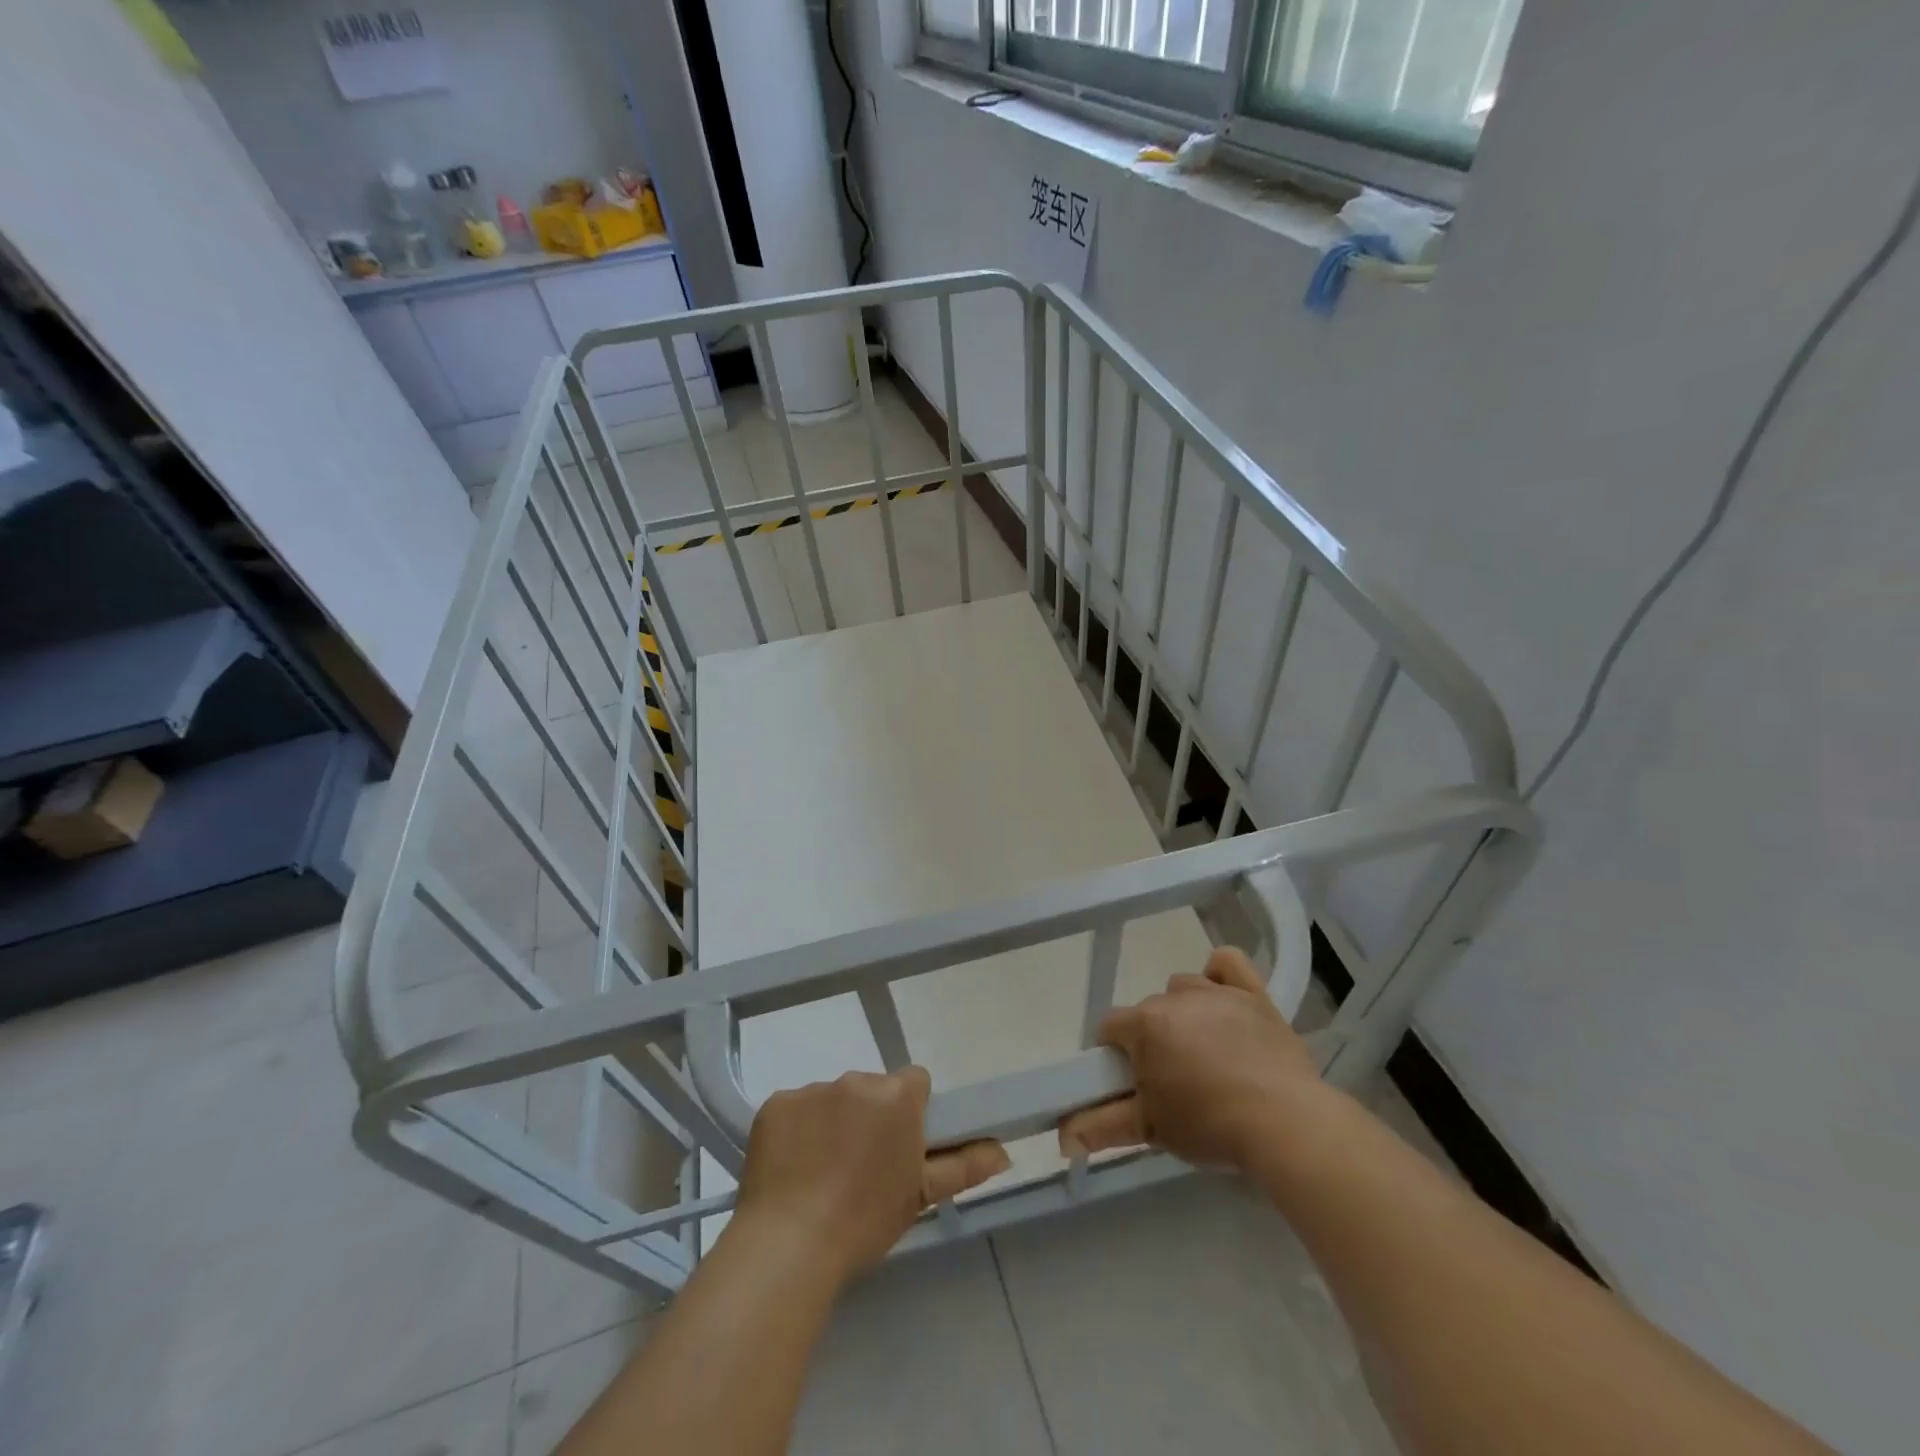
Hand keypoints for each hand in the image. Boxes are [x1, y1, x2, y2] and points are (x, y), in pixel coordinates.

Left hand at [734, 1067, 1009, 1283]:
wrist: (789, 1246)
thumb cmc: (864, 1222)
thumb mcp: (919, 1196)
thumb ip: (963, 1166)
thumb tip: (1003, 1151)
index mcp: (896, 1097)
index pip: (914, 1083)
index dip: (910, 1113)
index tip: (900, 1146)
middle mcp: (856, 1081)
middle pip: (872, 1089)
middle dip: (870, 1117)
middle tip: (860, 1168)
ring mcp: (812, 1089)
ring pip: (833, 1099)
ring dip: (833, 1123)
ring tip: (821, 1174)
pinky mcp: (776, 1103)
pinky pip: (795, 1109)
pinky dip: (797, 1131)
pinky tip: (791, 1168)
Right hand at [1059, 947, 1319, 1171]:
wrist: (1286, 1123)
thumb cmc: (1210, 1125)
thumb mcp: (1150, 1129)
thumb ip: (1101, 1127)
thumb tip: (1062, 1138)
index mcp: (1145, 1024)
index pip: (1110, 1028)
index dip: (1116, 1056)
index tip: (1133, 1084)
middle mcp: (1175, 997)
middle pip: (1149, 1012)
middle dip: (1153, 1041)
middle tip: (1174, 1082)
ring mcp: (1217, 992)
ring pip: (1183, 989)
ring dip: (1184, 1014)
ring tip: (1205, 1054)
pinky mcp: (1254, 994)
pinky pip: (1227, 963)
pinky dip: (1220, 975)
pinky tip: (1222, 999)